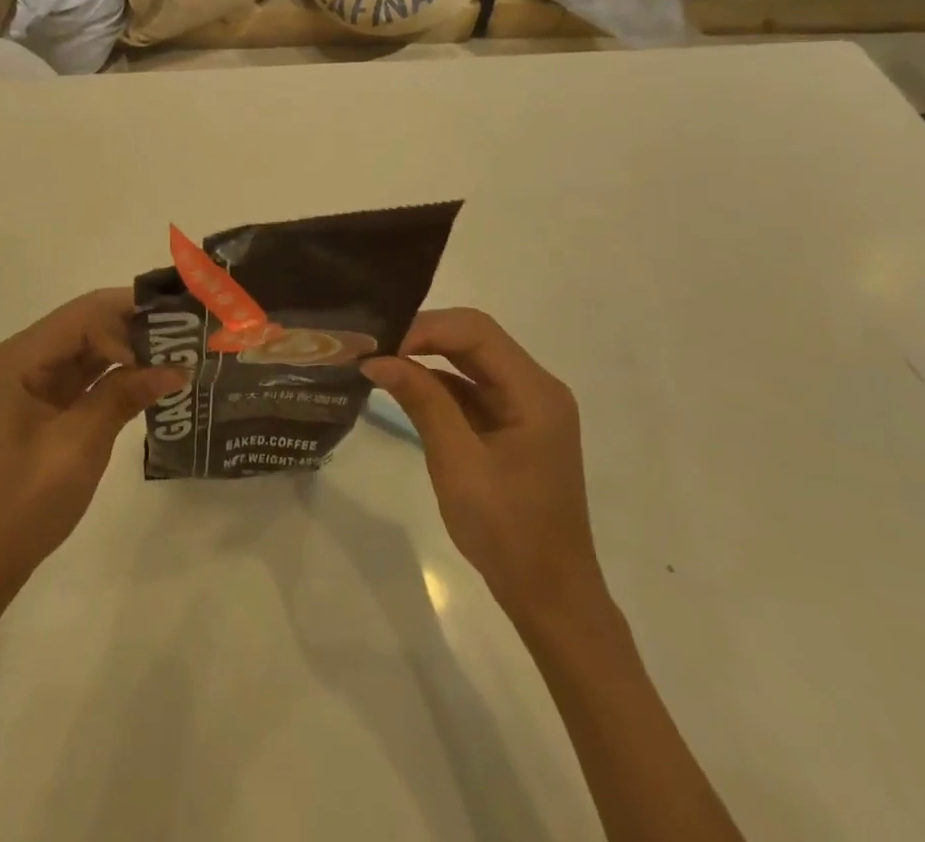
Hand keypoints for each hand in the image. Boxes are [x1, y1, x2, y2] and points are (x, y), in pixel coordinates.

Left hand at [0, 289, 187, 603]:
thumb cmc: (21, 504)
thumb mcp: (77, 448)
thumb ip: (122, 397)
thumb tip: (176, 367)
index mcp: (19, 357)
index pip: (84, 314)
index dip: (130, 319)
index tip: (173, 343)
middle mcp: (24, 356)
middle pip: (87, 321)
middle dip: (135, 324)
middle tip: (187, 332)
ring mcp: (33, 380)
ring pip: (90, 345)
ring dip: (131, 346)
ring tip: (180, 348)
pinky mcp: (44, 402)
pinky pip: (86, 373)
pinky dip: (118, 372)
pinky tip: (152, 375)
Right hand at [362, 309, 605, 623]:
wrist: (550, 597)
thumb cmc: (508, 531)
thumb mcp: (458, 463)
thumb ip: (422, 401)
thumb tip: (377, 359)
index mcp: (535, 392)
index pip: (476, 331)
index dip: (427, 328)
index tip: (381, 345)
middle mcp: (535, 388)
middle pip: (474, 338)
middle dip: (423, 336)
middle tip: (374, 346)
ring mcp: (525, 406)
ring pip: (470, 360)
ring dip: (427, 356)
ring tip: (380, 359)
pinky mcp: (512, 424)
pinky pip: (471, 387)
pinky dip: (437, 383)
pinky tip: (403, 386)